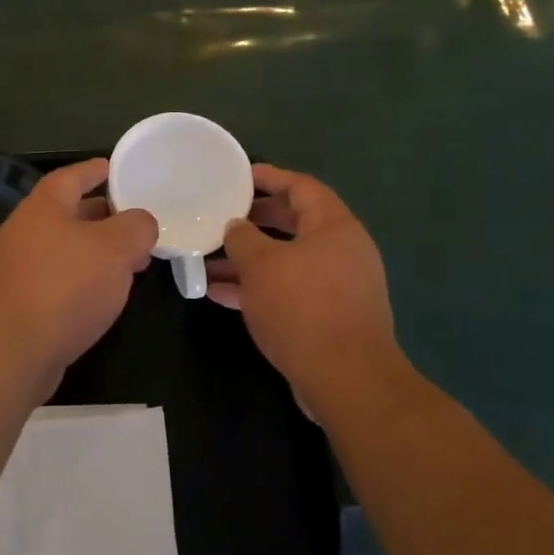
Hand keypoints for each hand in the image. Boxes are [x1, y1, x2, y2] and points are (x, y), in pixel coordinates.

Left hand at [0, 158, 158, 385]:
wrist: (14, 350)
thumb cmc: (66, 285)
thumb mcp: (116, 247)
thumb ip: (137, 227)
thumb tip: (141, 224)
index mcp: (43, 207)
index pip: (71, 176)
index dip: (95, 170)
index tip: (116, 168)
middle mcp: (25, 232)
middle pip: (69, 214)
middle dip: (104, 216)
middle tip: (136, 221)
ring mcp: (18, 269)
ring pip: (66, 249)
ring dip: (98, 252)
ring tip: (132, 261)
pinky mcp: (21, 303)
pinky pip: (60, 279)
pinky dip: (85, 279)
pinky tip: (107, 294)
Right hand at [206, 164, 397, 393]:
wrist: (345, 378)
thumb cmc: (302, 307)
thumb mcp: (261, 265)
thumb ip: (242, 238)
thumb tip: (235, 227)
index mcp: (334, 226)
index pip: (301, 187)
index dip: (270, 177)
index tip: (239, 176)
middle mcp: (342, 250)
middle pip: (294, 224)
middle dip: (255, 221)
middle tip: (222, 217)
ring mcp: (338, 286)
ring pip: (287, 262)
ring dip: (249, 261)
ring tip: (208, 261)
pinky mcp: (329, 317)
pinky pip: (289, 291)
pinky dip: (258, 289)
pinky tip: (220, 295)